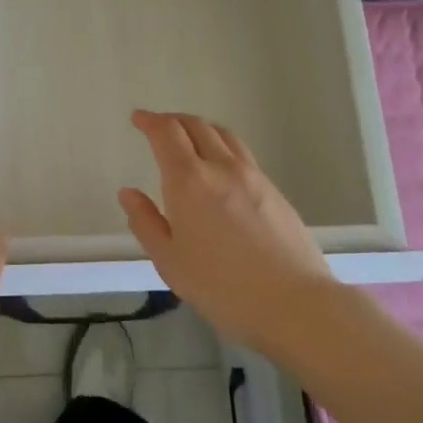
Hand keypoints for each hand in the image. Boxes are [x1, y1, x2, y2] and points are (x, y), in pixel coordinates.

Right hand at [118, 110, 331, 346]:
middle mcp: (221, 167)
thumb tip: (128, 193)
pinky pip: (241, 153)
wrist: (294, 303)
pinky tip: (220, 168)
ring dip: (200, 128)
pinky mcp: (274, 190)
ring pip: (223, 135)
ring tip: (189, 139)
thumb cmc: (221, 287)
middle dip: (173, 120)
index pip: (166, 133)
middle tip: (158, 127)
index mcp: (189, 180)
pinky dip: (222, 146)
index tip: (138, 118)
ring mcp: (253, 176)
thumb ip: (145, 222)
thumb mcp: (169, 261)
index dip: (149, 120)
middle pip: (196, 125)